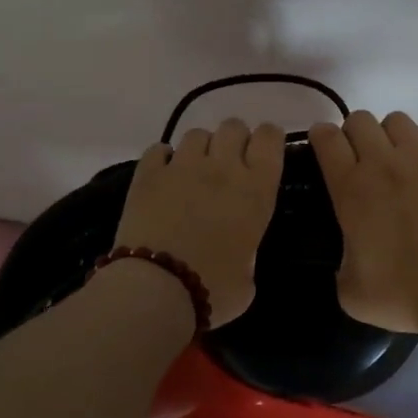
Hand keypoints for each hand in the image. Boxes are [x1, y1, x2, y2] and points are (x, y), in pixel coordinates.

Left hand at [114, 118, 286, 327]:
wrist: (155, 290)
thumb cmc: (212, 290)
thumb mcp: (249, 278)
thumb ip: (248, 251)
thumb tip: (239, 252)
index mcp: (256, 190)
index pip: (269, 138)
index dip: (268, 139)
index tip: (264, 152)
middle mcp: (223, 168)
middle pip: (233, 127)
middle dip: (234, 140)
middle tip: (229, 165)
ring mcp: (182, 167)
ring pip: (197, 134)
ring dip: (200, 149)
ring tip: (194, 172)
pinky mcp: (147, 174)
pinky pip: (159, 149)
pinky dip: (164, 158)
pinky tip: (163, 176)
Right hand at [307, 111, 417, 333]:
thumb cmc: (400, 295)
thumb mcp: (349, 291)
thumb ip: (341, 264)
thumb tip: (348, 261)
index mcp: (351, 189)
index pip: (326, 139)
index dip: (320, 137)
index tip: (323, 148)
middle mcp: (383, 163)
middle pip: (360, 119)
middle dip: (354, 134)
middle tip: (361, 160)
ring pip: (399, 119)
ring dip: (392, 133)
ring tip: (398, 157)